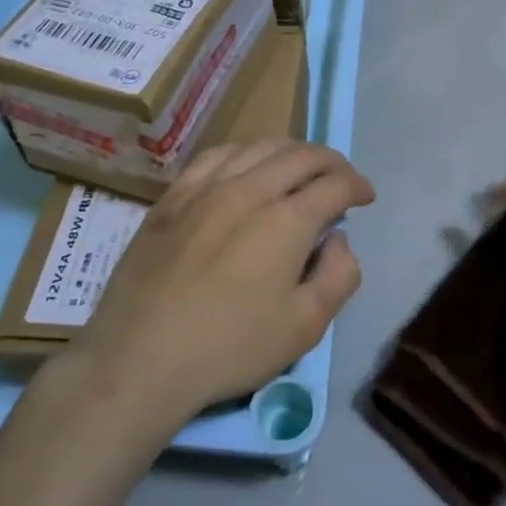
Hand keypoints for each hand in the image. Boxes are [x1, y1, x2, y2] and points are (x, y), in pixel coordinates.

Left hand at [71, 141, 374, 426]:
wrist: (140, 358)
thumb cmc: (229, 348)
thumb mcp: (304, 327)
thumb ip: (338, 276)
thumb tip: (339, 239)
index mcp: (287, 220)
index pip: (335, 184)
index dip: (357, 185)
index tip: (365, 196)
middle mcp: (250, 189)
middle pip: (301, 155)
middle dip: (331, 162)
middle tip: (341, 179)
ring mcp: (206, 188)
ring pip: (259, 147)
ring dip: (291, 151)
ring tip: (300, 168)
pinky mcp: (174, 196)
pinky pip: (216, 155)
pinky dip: (244, 152)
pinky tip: (246, 164)